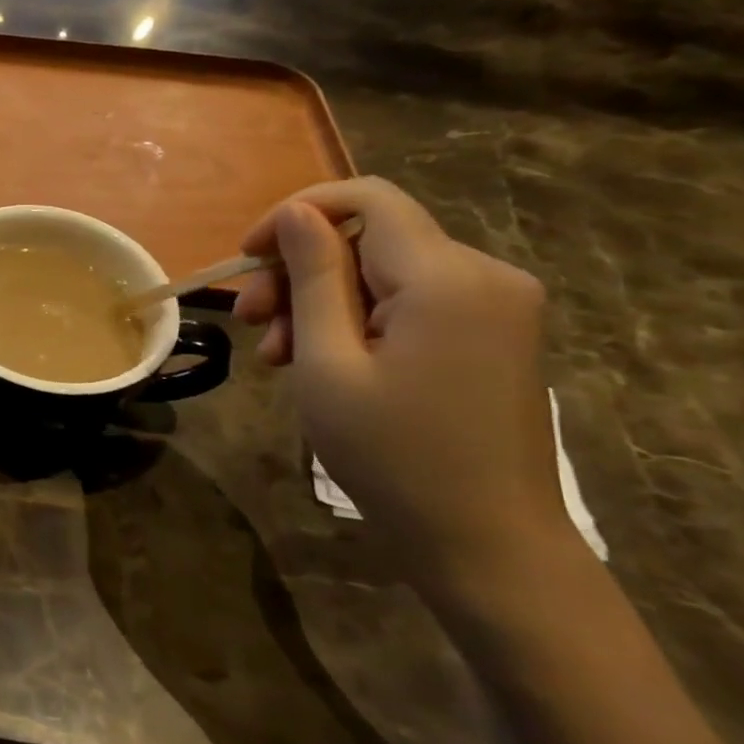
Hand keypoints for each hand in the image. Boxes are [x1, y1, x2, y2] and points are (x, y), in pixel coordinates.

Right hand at [233, 178, 576, 593]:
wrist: (485, 543)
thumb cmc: (391, 455)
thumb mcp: (327, 363)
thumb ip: (312, 277)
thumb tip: (295, 212)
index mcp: (447, 278)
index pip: (366, 199)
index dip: (296, 214)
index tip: (247, 257)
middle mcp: (485, 275)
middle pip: (370, 237)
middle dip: (299, 269)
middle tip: (250, 321)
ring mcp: (496, 305)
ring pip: (383, 270)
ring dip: (320, 301)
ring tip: (277, 356)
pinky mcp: (491, 333)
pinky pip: (409, 300)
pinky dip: (357, 319)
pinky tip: (322, 360)